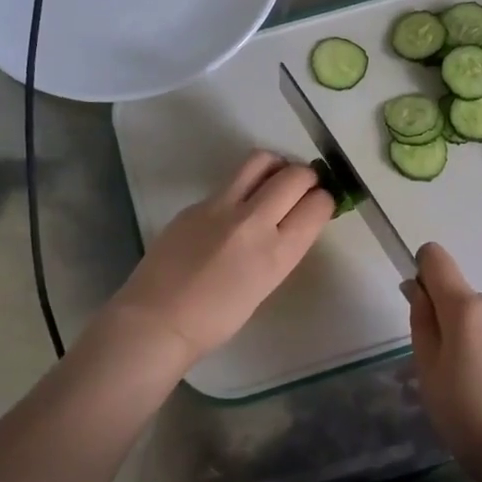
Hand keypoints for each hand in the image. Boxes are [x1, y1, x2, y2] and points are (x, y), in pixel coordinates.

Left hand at [107, 151, 332, 368]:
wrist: (157, 321)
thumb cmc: (216, 320)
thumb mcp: (265, 285)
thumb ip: (282, 248)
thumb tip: (293, 221)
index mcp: (276, 253)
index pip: (318, 204)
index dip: (325, 200)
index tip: (319, 204)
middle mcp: (253, 221)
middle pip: (295, 175)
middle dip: (307, 177)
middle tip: (302, 187)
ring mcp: (221, 207)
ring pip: (261, 160)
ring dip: (277, 166)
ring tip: (274, 181)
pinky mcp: (196, 203)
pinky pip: (230, 183)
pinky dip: (243, 187)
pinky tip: (235, 210)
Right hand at [404, 242, 481, 481]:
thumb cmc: (470, 418)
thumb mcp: (429, 374)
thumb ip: (421, 322)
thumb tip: (416, 288)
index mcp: (466, 307)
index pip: (436, 259)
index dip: (422, 273)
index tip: (423, 310)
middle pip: (463, 298)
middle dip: (452, 323)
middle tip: (450, 373)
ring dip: (479, 341)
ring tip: (481, 390)